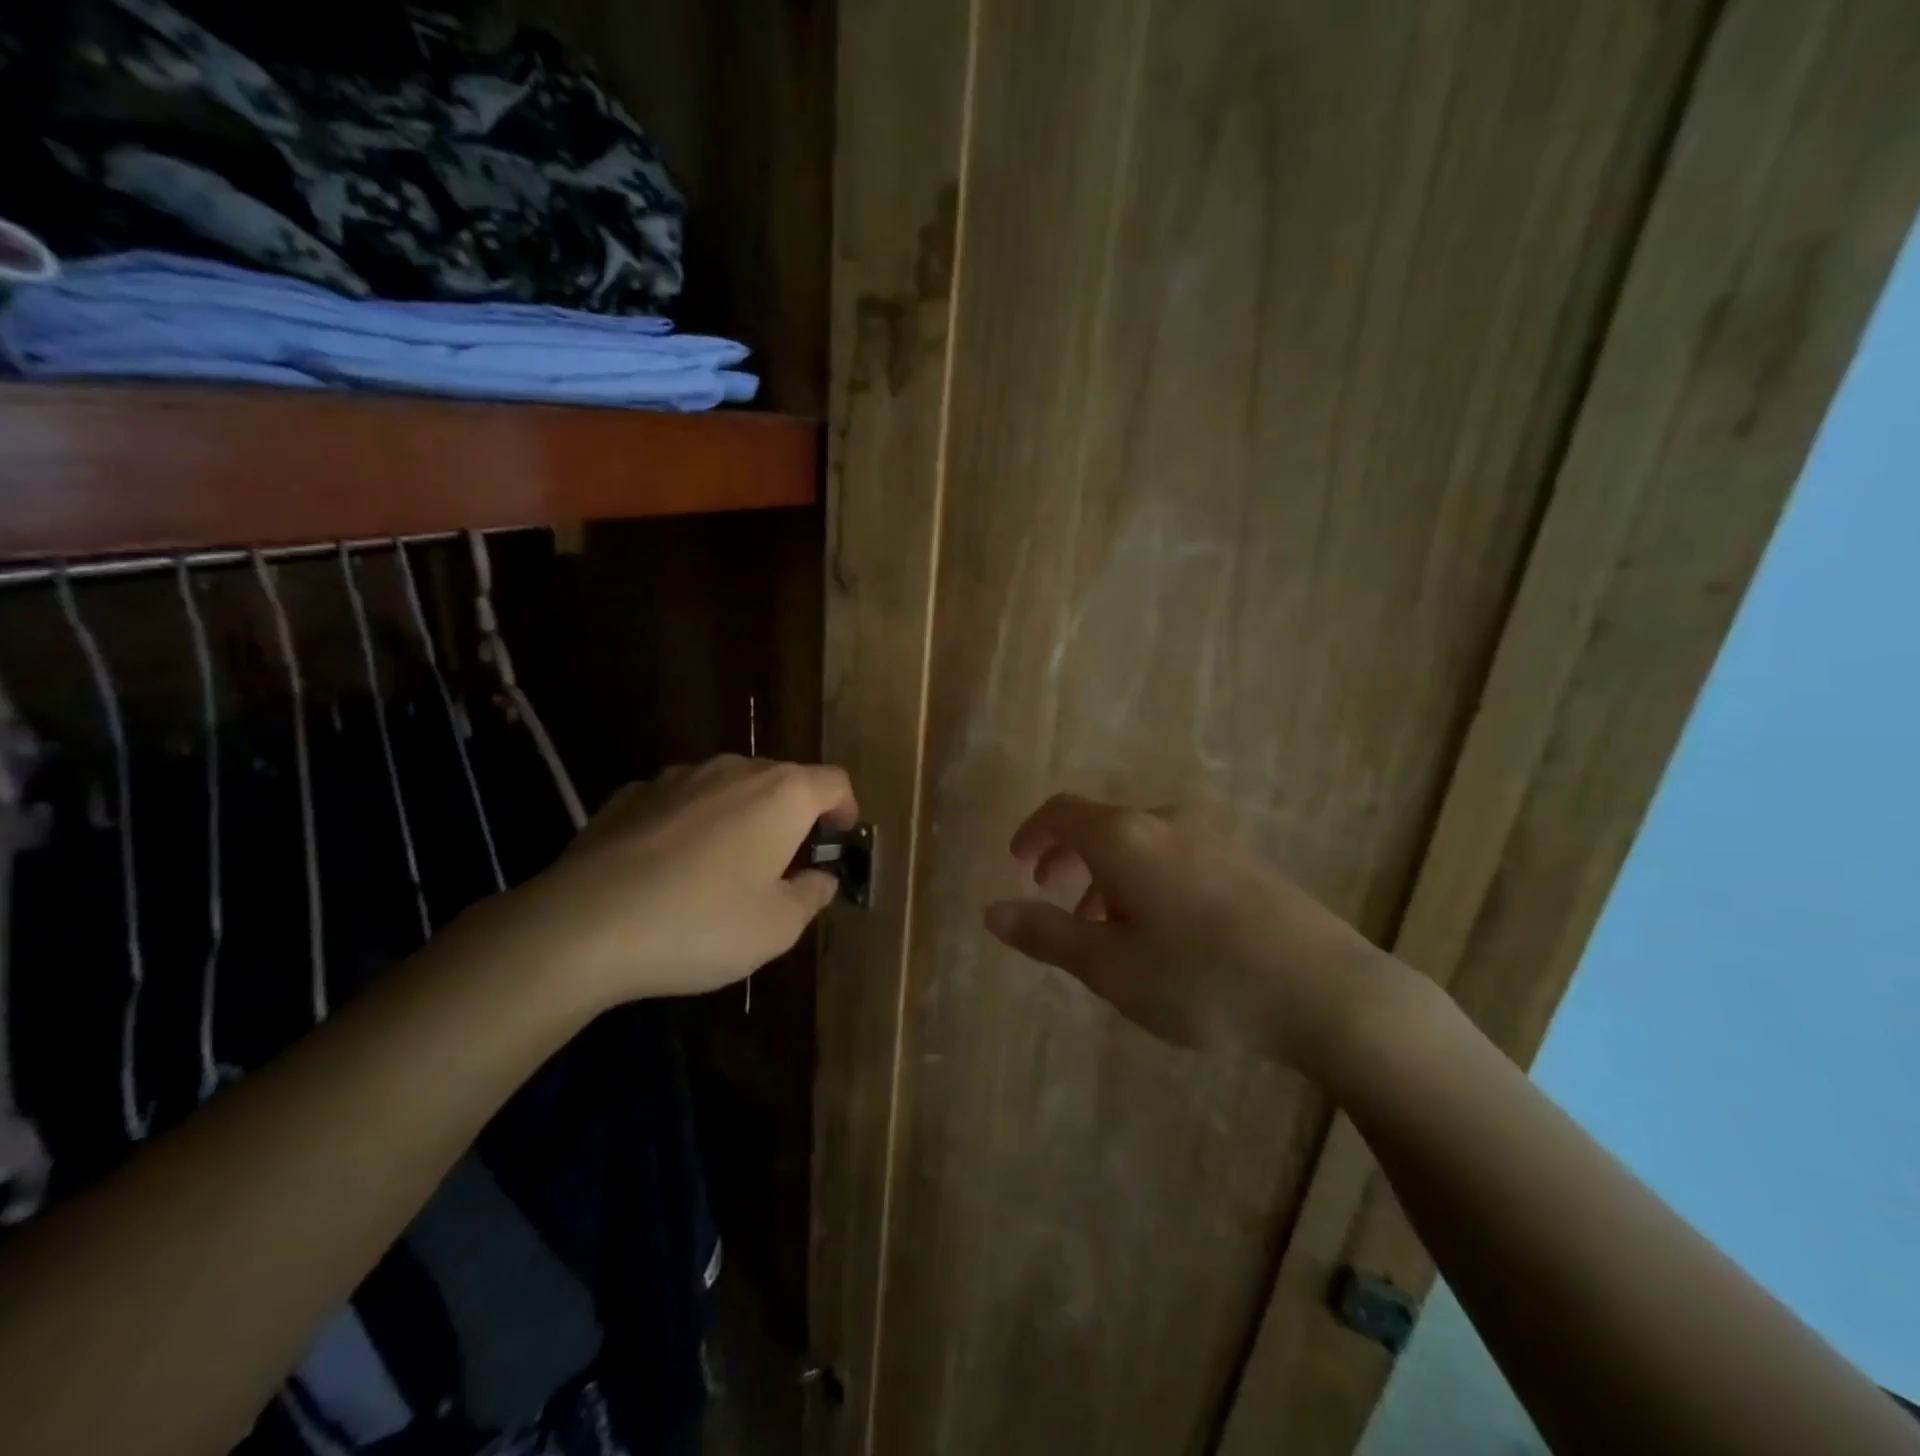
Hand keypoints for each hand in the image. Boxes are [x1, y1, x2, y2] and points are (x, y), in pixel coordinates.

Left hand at [490, 755, 858, 1007]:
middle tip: (786, 863)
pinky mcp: (630, 795)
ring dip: (741, 817)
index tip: (839, 840)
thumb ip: (810, 896)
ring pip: (728, 787)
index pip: (834, 782)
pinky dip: (691, 824)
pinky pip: (680, 801)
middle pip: (781, 780)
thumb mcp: (776, 928)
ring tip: (726, 867)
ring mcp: (677, 777)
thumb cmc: (701, 924)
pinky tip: (670, 868)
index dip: (845, 809)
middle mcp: (733, 770)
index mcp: (781, 794)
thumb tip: (820, 878)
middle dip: (793, 815)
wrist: (583, 926)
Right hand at [983, 794, 1404, 1075]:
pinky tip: (1164, 933)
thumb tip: (991, 912)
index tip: (1019, 863)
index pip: (1062, 812)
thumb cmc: (1202, 979)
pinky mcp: (1247, 863)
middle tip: (1053, 895)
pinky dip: (1148, 881)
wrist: (1327, 991)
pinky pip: (1177, 857)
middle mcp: (1167, 822)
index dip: (1032, 832)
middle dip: (1069, 858)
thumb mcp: (1110, 967)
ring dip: (1109, 875)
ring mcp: (1214, 839)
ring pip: (1141, 845)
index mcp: (1125, 838)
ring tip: (1106, 930)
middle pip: (1102, 826)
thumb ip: (1046, 935)